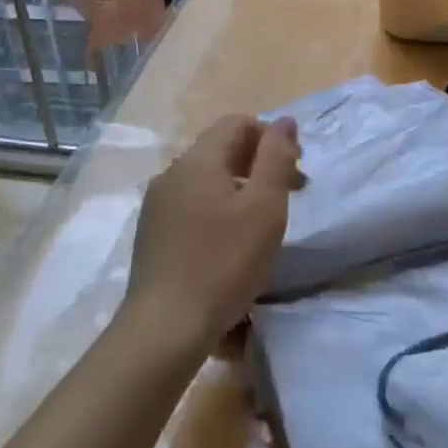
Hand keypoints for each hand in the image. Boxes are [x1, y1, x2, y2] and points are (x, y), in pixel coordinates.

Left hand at [123, 115, 302, 352]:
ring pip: (207, 179)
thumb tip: (284, 121)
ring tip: (261, 223)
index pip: (238, 123)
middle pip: (221, 149)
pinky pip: (192, 204)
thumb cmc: (224, 262)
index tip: (295, 170)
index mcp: (198, 160)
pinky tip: (229, 243)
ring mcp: (156, 205)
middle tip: (289, 196)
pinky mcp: (152, 233)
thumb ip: (277, 157)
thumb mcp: (265, 206)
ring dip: (240, 188)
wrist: (165, 326)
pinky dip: (218, 209)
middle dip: (259, 163)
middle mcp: (171, 173)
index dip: (271, 137)